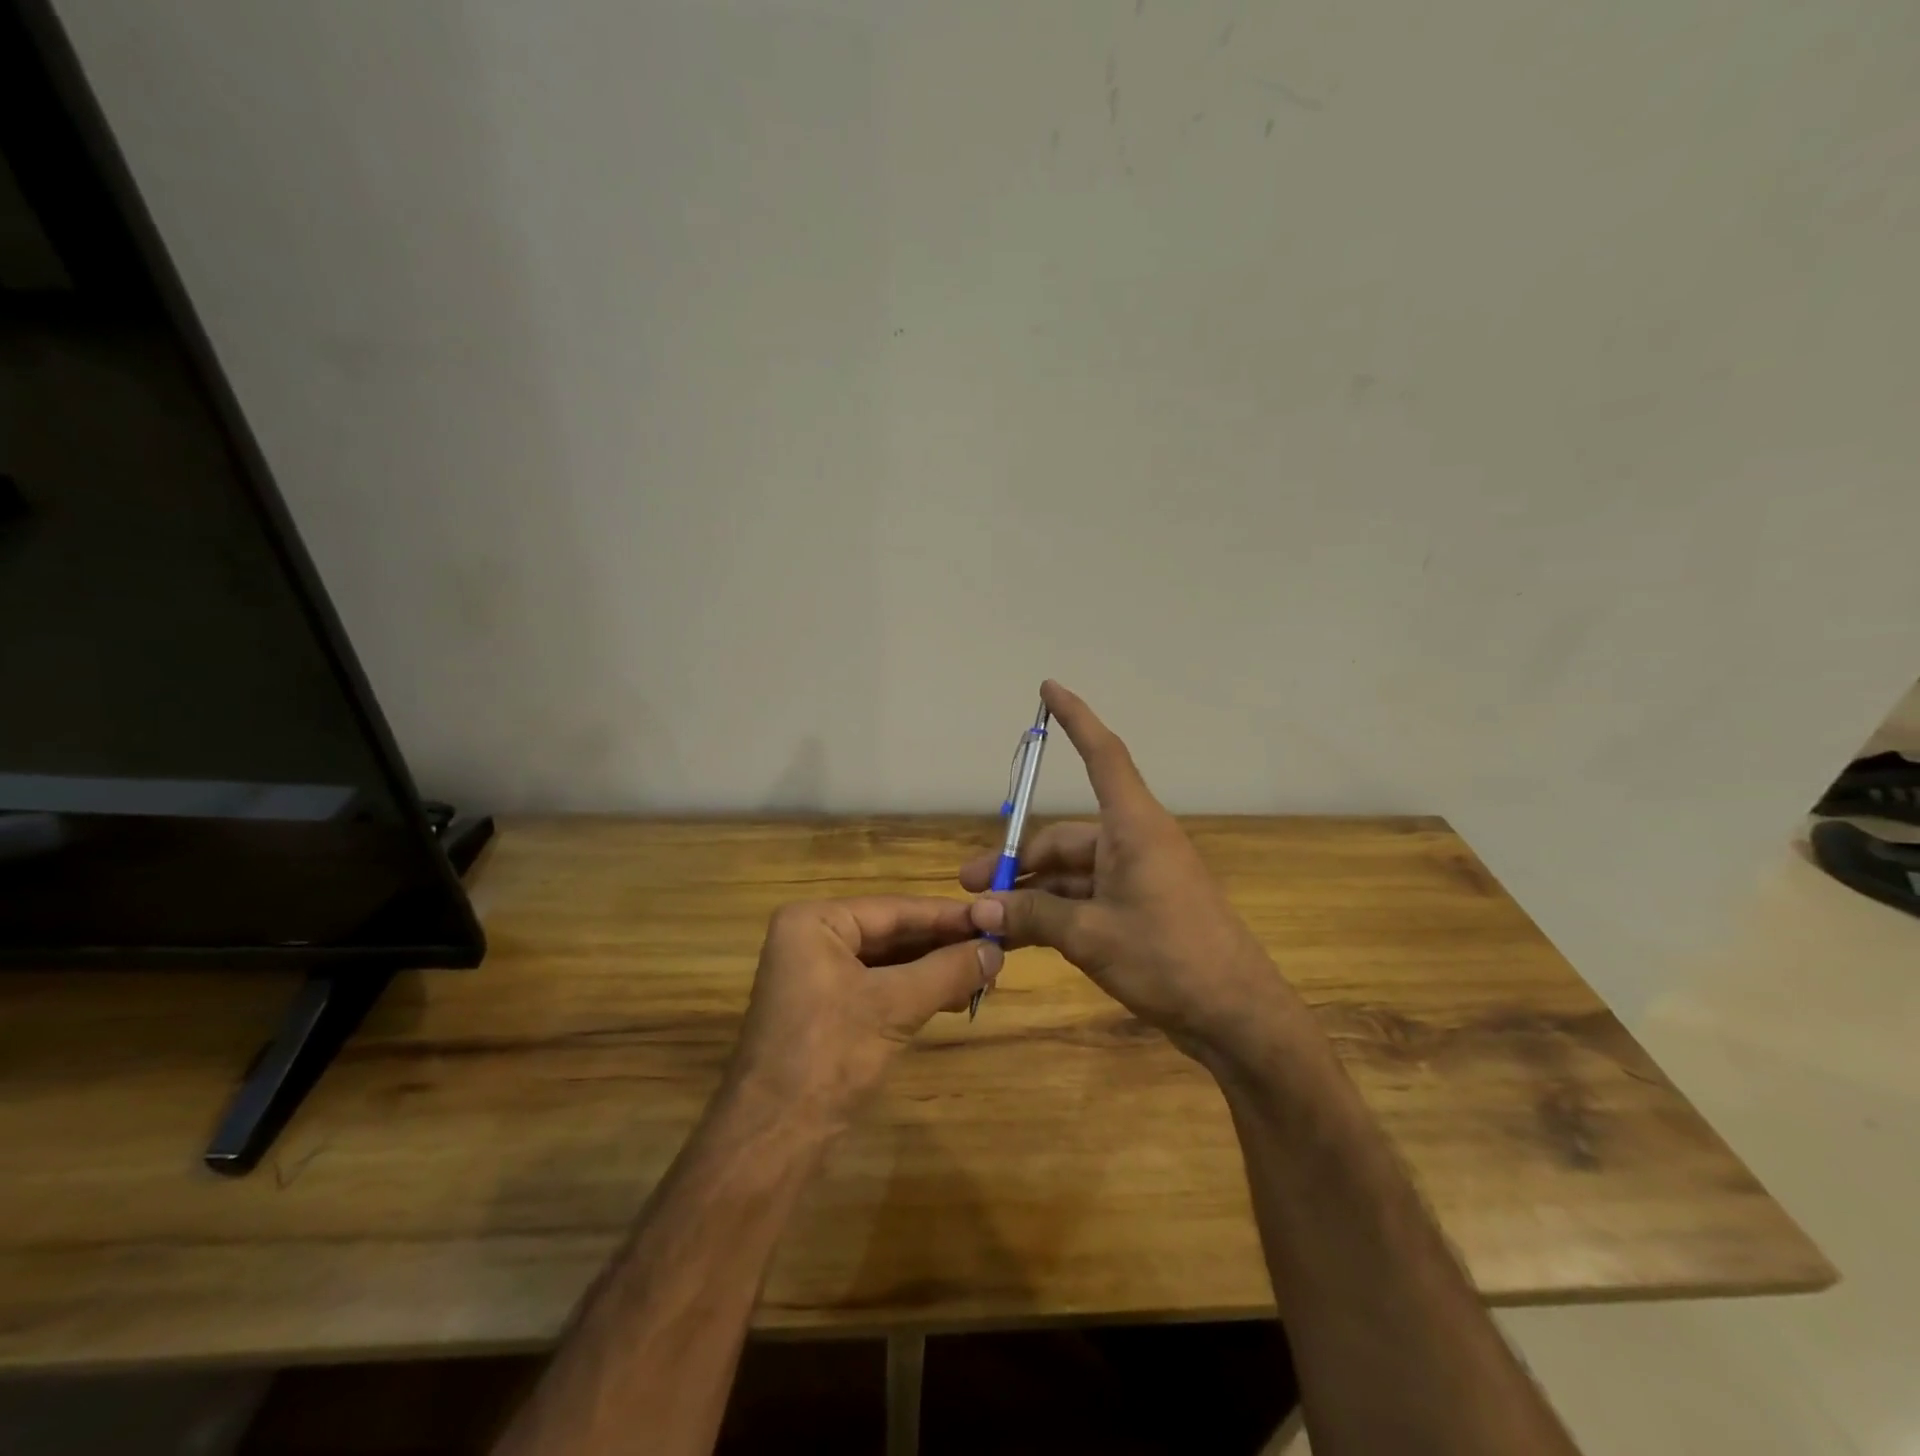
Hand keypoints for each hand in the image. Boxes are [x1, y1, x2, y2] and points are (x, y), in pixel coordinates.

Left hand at [729, 896, 999, 1127]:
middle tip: (996, 951)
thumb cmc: (829, 1055)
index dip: (948, 916)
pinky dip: (916, 992)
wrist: (774, 1138)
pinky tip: (954, 998)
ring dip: (935, 970)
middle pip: (892, 933)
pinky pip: (880, 987)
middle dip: (943, 946)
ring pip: (889, 962)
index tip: (994, 918)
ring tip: (985, 978)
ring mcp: (818, 976)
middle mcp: (812, 939)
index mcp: (815, 922)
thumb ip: (947, 971)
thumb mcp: (894, 1006)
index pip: (894, 909)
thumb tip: (996, 949)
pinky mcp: (827, 1009)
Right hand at [961, 681, 1304, 1064]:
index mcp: (1134, 828)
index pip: (1102, 755)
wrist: (1236, 1016)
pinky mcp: (1140, 910)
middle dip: (1018, 860)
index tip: (1049, 688)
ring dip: (1032, 893)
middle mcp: (1135, 843)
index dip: (1075, 719)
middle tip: (973, 885)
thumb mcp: (1091, 936)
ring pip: (1071, 873)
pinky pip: (1086, 898)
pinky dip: (1054, 912)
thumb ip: (1033, 916)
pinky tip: (1020, 936)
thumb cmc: (1168, 959)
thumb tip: (981, 910)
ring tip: (988, 920)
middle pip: (1065, 837)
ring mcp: (1139, 879)